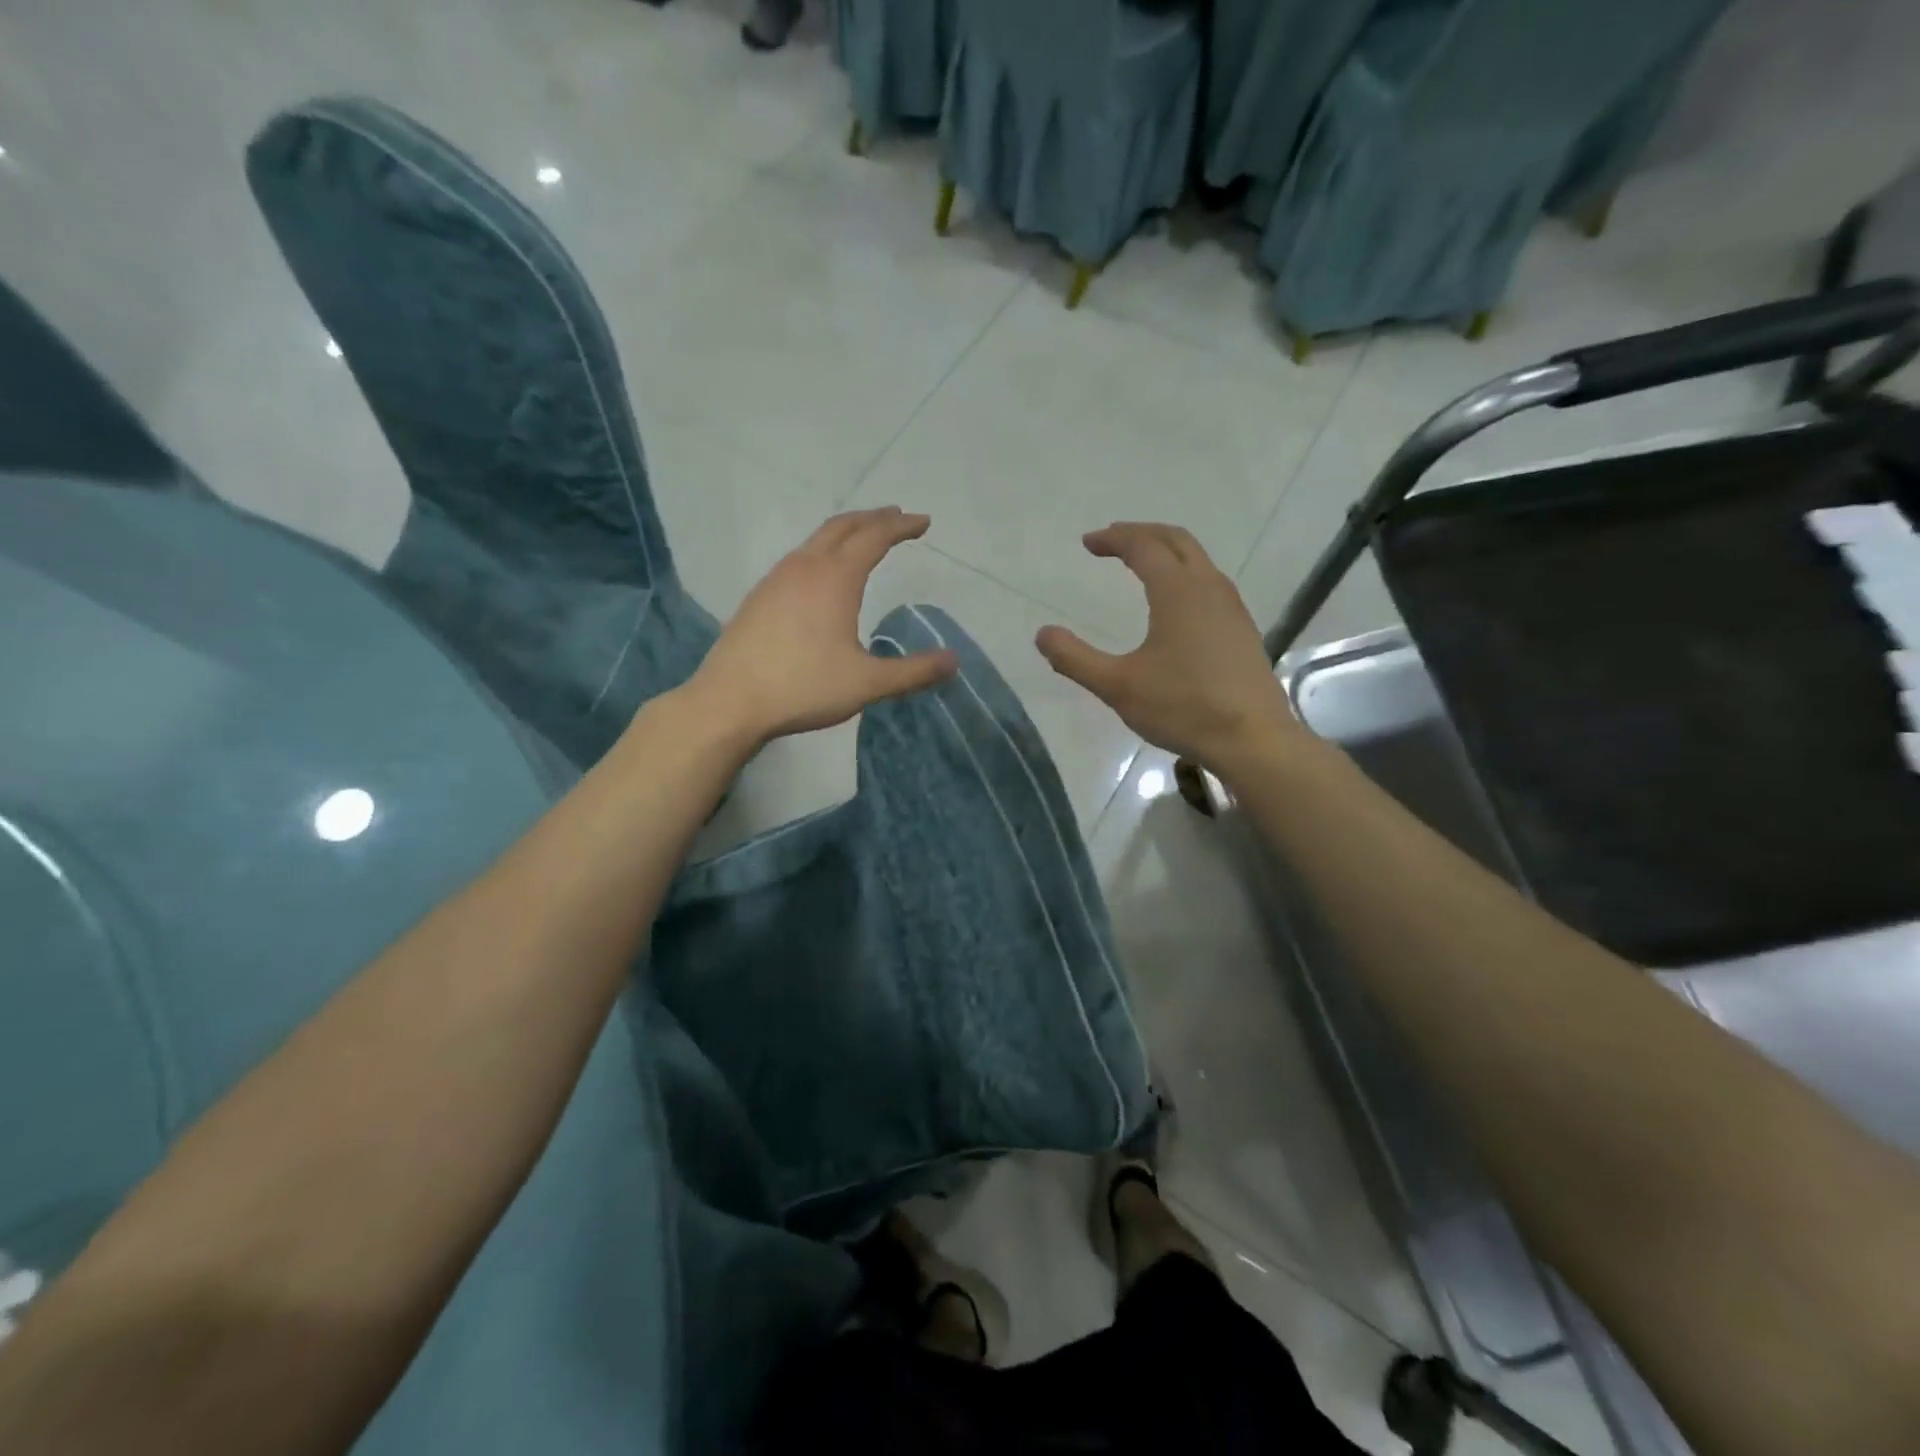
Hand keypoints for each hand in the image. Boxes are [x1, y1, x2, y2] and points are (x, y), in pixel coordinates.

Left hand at [684, 508, 957, 743]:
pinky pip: (799, 557)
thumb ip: (913, 672)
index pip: (875, 537)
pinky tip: (822, 575)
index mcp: (835, 578)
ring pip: (817, 539)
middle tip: (898, 517)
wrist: (730, 701)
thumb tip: (954, 661)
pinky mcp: (760, 596)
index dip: (902, 526)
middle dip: (874, 518)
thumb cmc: (804, 687)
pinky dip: (822, 550)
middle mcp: (805, 567)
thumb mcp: (867, 684)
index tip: (923, 522)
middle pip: (843, 526)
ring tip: (864, 538)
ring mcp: (777, 578)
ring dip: (846, 531)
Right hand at [1036, 523, 1296, 768]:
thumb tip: (1042, 635)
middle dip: (1142, 533)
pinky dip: (1185, 574)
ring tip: (1141, 563)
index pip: (1143, 546)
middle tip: (1113, 539)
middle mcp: (1208, 588)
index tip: (1088, 543)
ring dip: (1167, 551)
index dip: (1113, 539)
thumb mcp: (1118, 686)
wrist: (1252, 739)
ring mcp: (1231, 607)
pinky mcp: (1242, 629)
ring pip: (1198, 560)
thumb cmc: (1182, 707)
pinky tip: (1174, 603)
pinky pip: (1210, 583)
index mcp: (1177, 591)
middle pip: (1176, 540)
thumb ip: (1075, 659)